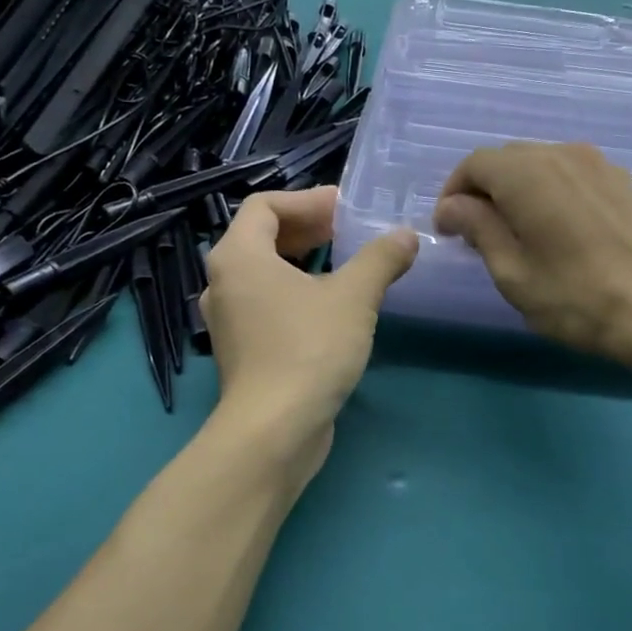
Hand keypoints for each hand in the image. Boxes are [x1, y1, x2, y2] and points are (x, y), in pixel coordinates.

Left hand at [202, 186, 416, 459]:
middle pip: (262, 238)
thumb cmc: (309, 349)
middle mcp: (224, 283)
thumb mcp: (354, 297)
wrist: (274, 430)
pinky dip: (296, 294)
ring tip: (345, 267)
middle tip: (348, 232)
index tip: (345, 209)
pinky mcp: (242, 352)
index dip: (307, 200)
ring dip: (303, 263)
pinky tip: (332, 309)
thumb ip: (380, 259)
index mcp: (239, 256)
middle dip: (308, 229)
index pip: (265, 206)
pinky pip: (267, 305)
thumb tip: (407, 236)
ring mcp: (230, 321)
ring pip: (265, 274)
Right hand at [433, 143, 631, 368]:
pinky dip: (548, 192)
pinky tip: (553, 228)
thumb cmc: (575, 296)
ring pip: (539, 164)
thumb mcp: (512, 272)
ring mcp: (597, 164)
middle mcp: (561, 153)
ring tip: (514, 232)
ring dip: (516, 190)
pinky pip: (569, 174)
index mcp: (527, 173)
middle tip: (475, 234)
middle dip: (483, 190)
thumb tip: (453, 206)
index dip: (453, 193)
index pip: (475, 164)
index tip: (447, 230)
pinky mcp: (620, 181)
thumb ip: (478, 228)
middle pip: (507, 159)